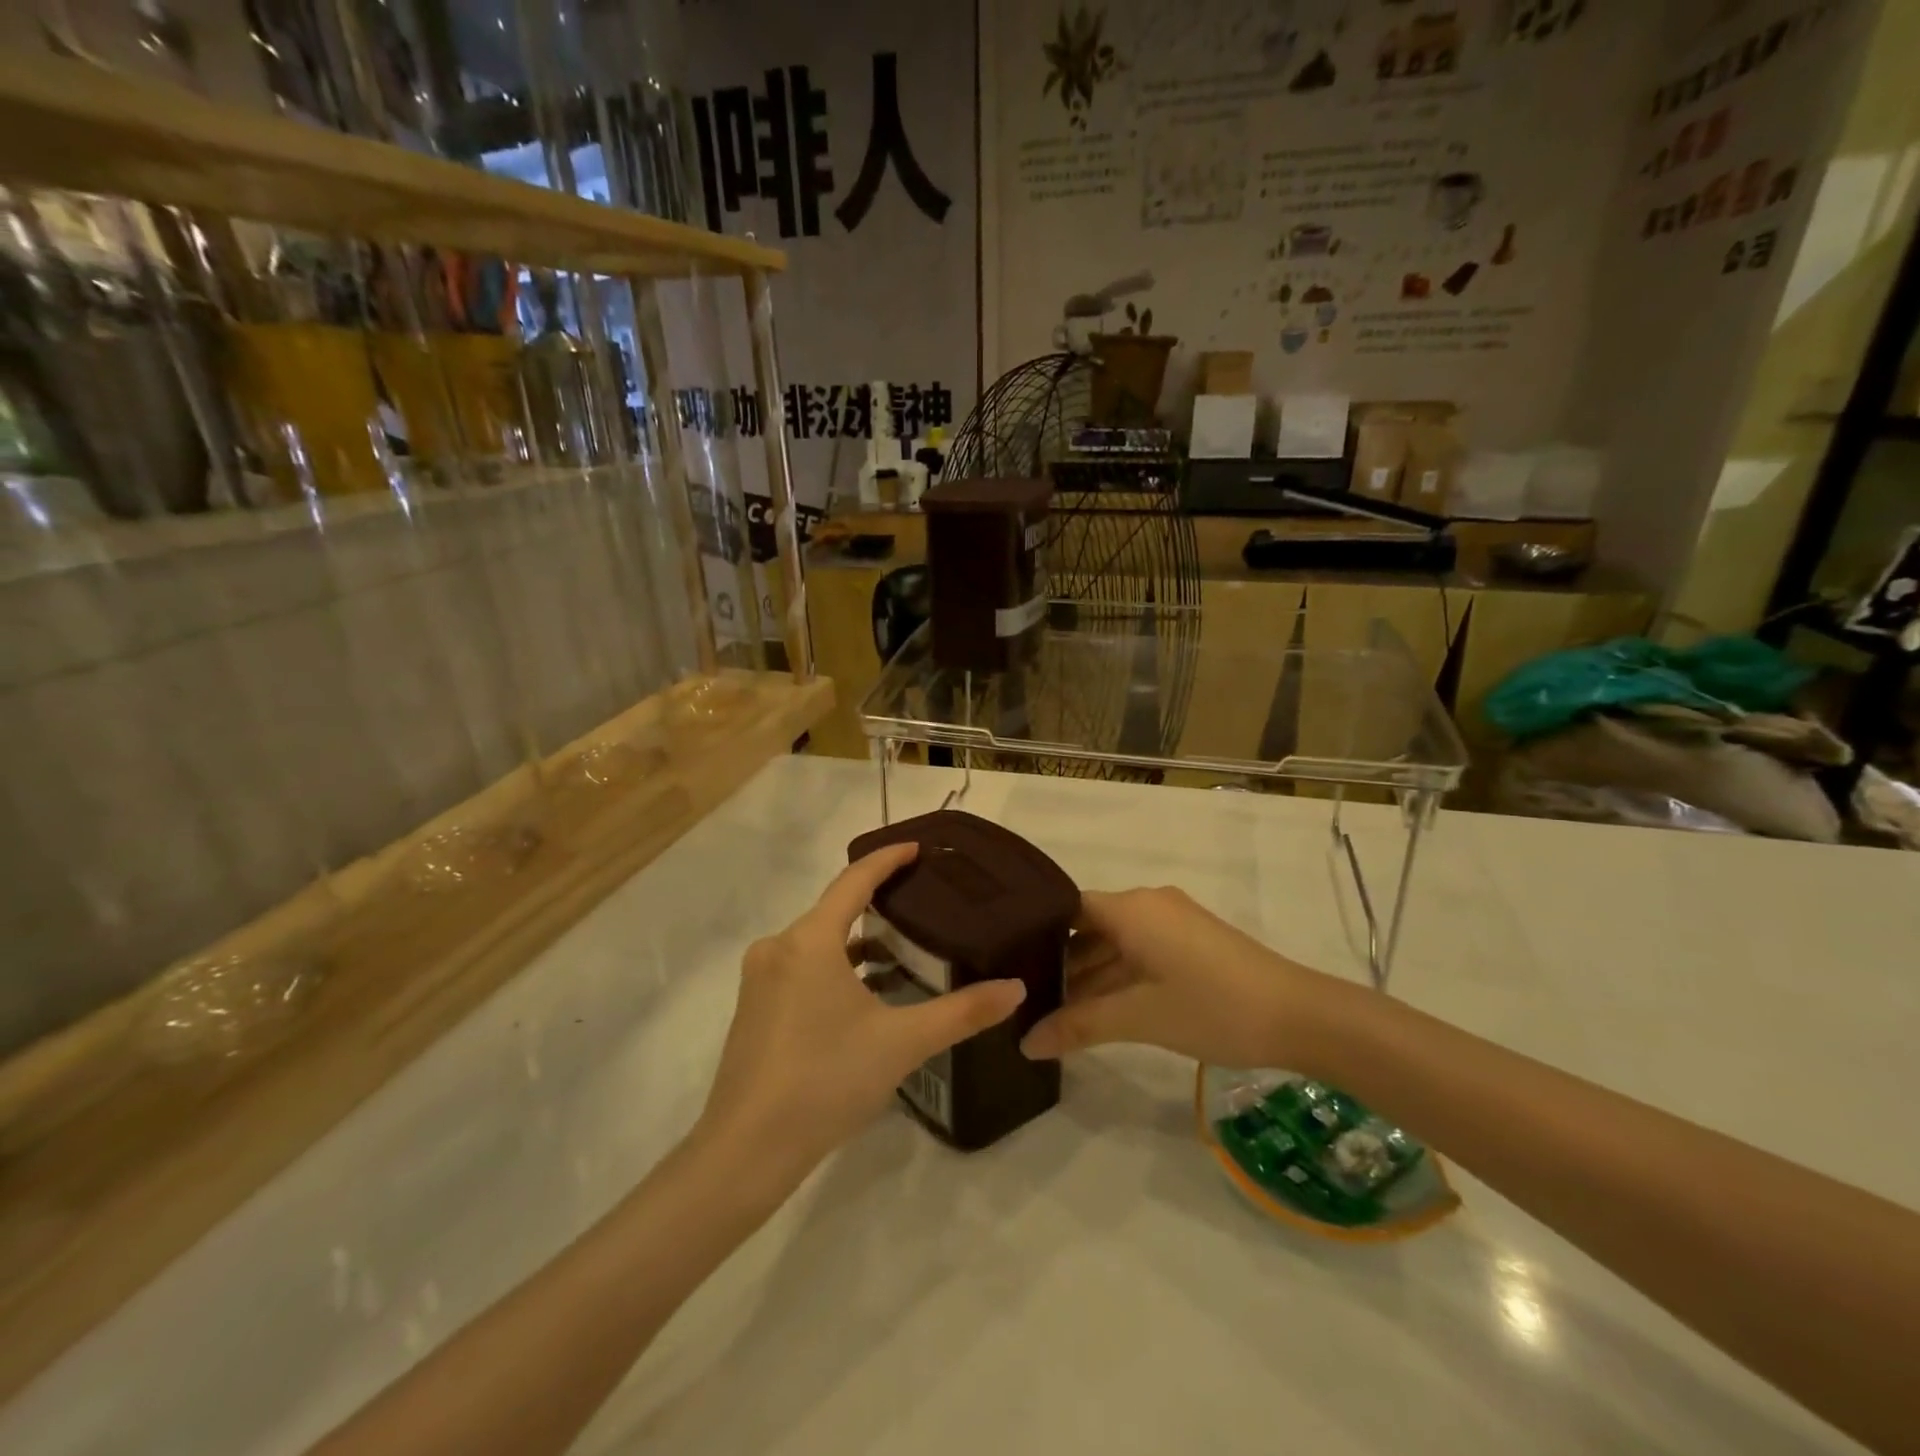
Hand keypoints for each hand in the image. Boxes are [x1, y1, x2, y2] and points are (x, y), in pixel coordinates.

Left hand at [696, 844, 1026, 1188]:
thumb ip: (962, 1012)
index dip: (888, 859)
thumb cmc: (825, 1080)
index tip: (919, 847)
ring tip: (903, 948)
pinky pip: (801, 968)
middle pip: (834, 909)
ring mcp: (760, 981)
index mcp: (809, 940)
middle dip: (877, 901)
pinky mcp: (754, 1010)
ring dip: (857, 940)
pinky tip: (864, 995)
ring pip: (817, 942)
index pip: (854, 880)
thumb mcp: (902, 1043)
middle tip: (923, 900)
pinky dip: (835, 968)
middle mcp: (778, 948)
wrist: (745, 1152)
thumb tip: (1016, 989)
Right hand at [1019, 887, 1324, 1067]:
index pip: (1067, 907)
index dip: (1037, 932)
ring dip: (1092, 976)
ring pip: (1117, 944)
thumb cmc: (1212, 1007)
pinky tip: (1101, 1011)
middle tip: (1026, 997)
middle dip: (1062, 963)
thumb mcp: (1140, 1018)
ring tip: (1055, 1012)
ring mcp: (1174, 923)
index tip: (1009, 962)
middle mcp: (1149, 904)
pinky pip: (1141, 952)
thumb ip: (1079, 1026)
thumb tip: (1025, 1043)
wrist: (1301, 1016)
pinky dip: (1119, 977)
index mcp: (1131, 908)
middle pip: (1090, 927)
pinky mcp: (1193, 942)